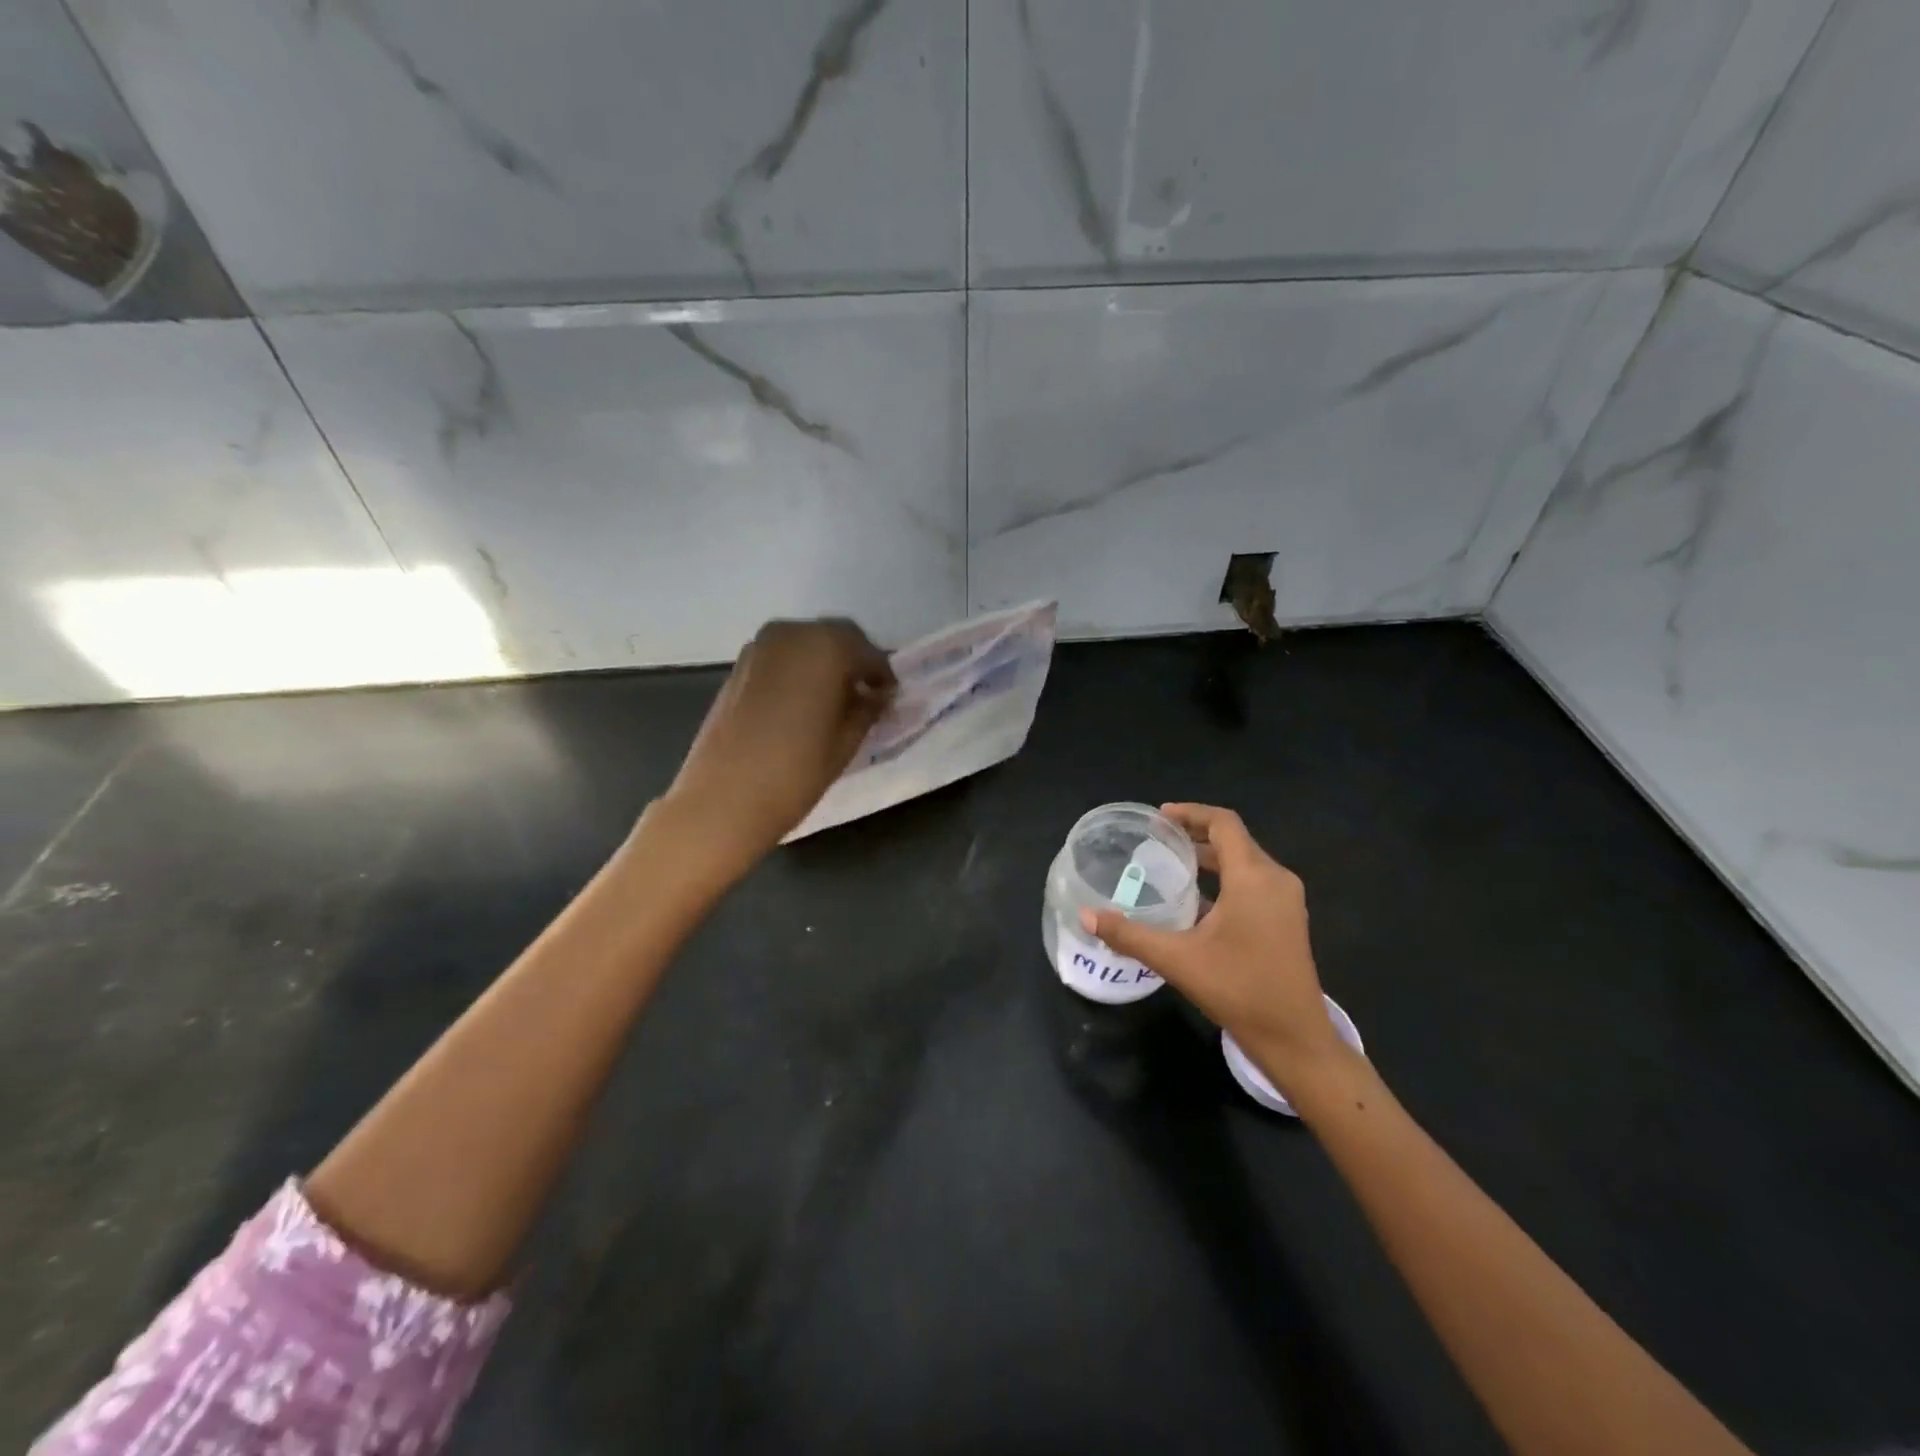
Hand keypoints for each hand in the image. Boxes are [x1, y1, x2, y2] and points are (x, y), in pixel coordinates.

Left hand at [662, 618, 894, 874]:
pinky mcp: (739, 666)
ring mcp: (760, 647)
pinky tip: (804, 702)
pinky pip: (782, 656)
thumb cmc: (795, 773)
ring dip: (825, 662)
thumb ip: (867, 710)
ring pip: (806, 642)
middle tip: (867, 693)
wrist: (723, 799)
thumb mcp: (845, 743)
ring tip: (835, 699)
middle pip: (835, 636)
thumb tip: (878, 696)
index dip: (883, 675)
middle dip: (854, 660)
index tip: (890, 697)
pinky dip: (799, 669)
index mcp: (826, 648)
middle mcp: (792, 634)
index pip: (868, 652)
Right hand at [1081, 804, 1347, 1090]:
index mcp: (1253, 877)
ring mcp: (1286, 901)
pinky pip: (1254, 882)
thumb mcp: (1177, 960)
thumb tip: (1086, 915)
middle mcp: (1276, 879)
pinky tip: (1197, 899)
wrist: (1295, 1039)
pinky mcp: (1288, 920)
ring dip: (1211, 856)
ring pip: (1246, 861)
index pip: (1224, 824)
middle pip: (1235, 840)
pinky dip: (1225, 877)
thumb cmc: (1238, 989)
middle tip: (1157, 839)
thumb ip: (1129, 934)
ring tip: (1172, 863)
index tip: (1158, 817)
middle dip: (1196, 833)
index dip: (1191, 813)